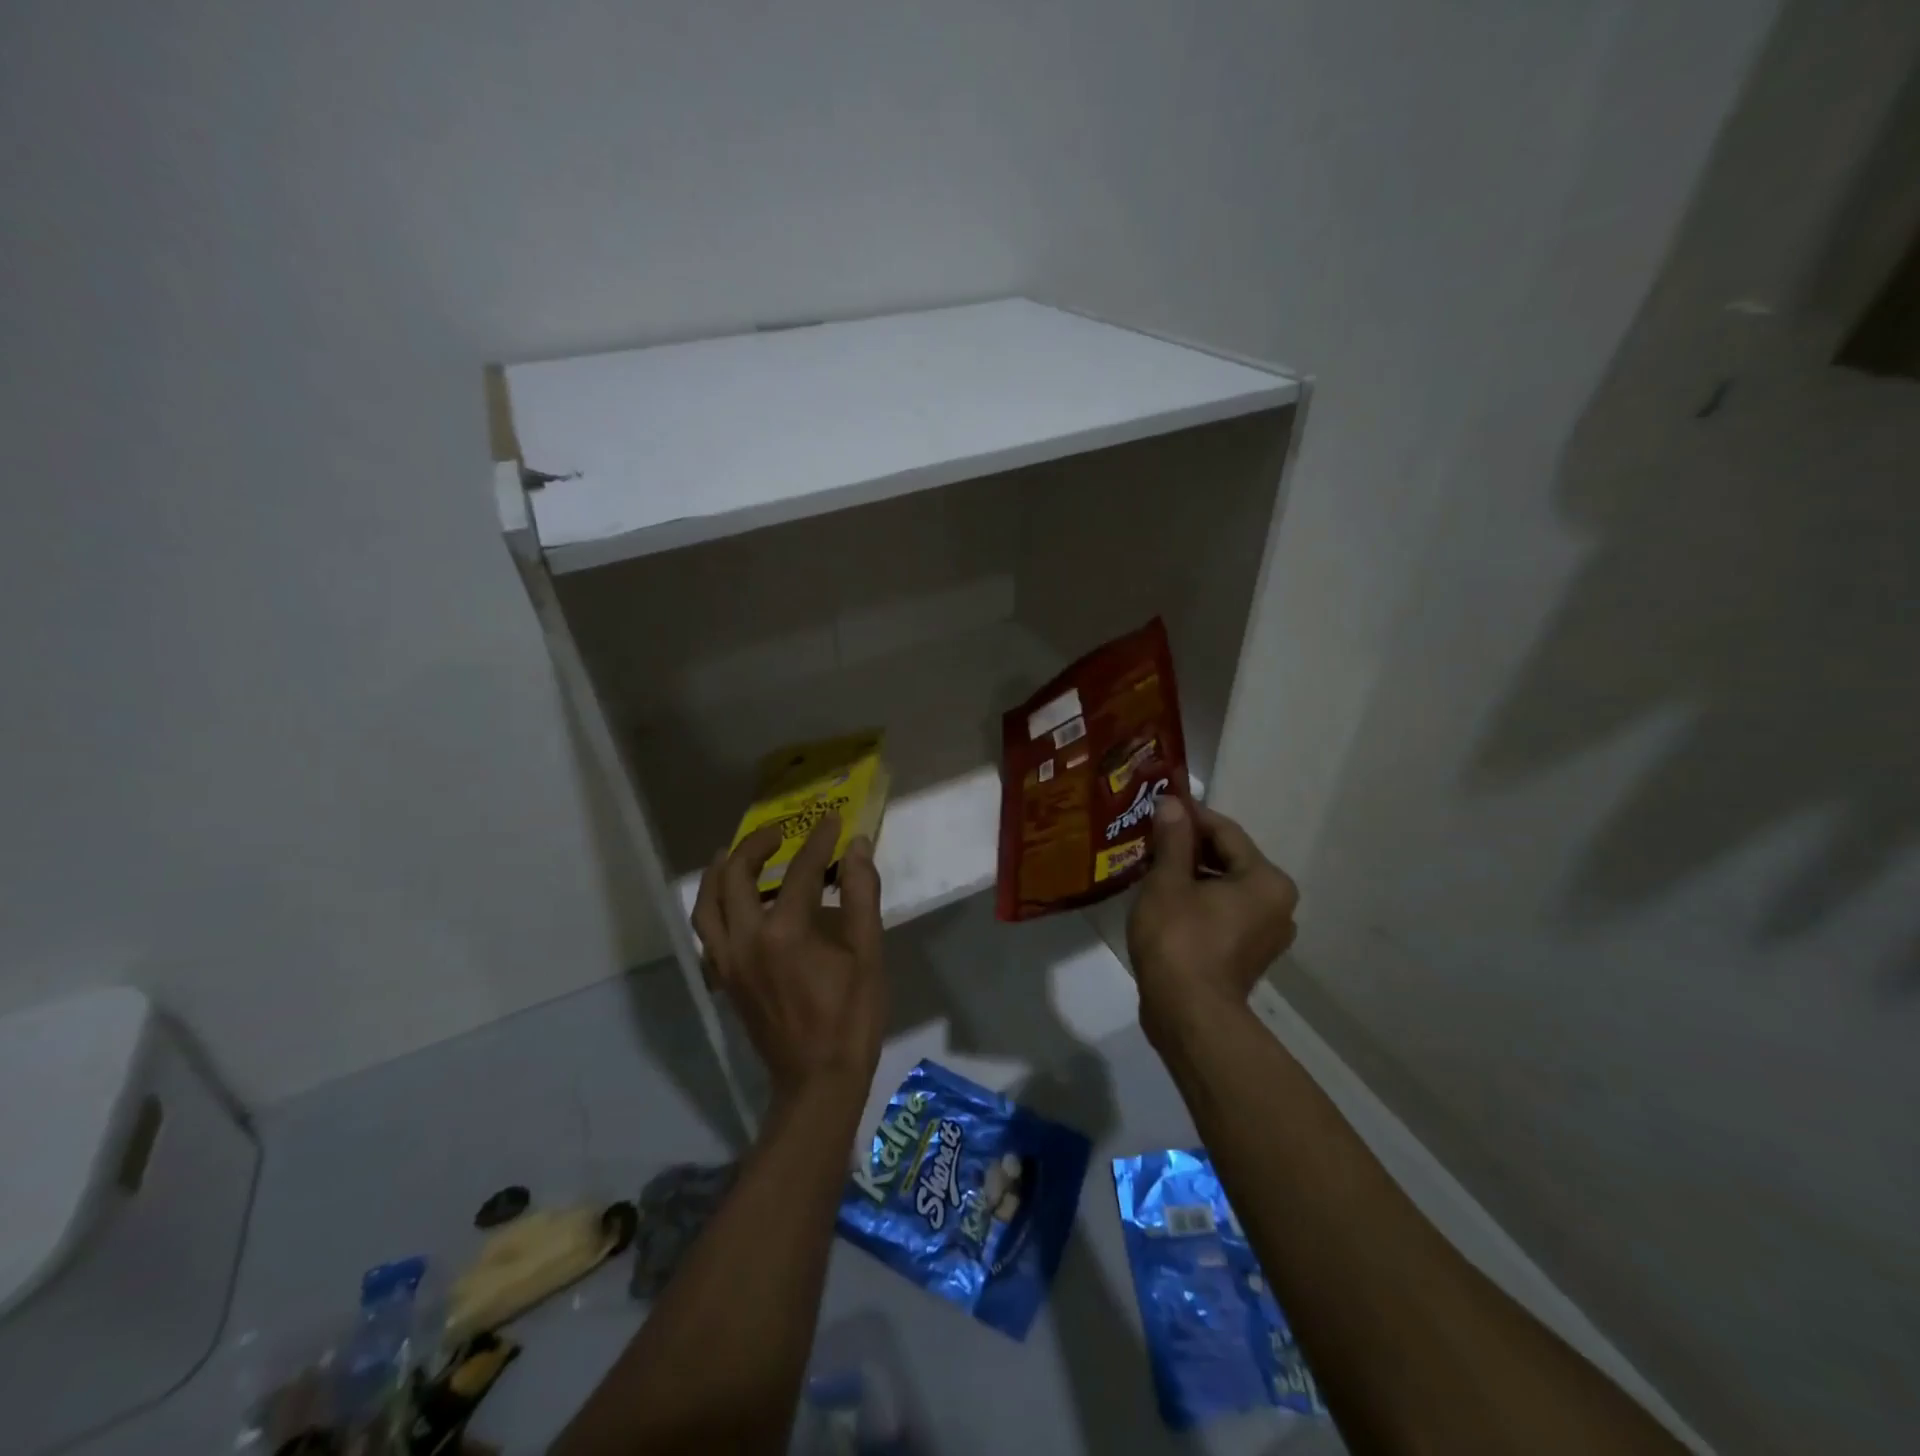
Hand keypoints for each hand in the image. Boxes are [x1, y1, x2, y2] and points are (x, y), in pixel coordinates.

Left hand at [691, 814, 886, 1108]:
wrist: (818, 1080)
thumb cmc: (851, 1016)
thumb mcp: (868, 953)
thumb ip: (861, 895)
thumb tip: (857, 847)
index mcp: (785, 932)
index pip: (800, 870)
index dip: (819, 841)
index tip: (833, 820)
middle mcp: (746, 940)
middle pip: (735, 877)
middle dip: (755, 846)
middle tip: (778, 833)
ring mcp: (728, 962)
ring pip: (706, 905)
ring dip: (720, 873)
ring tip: (736, 855)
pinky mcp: (724, 980)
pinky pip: (707, 933)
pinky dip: (714, 908)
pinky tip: (733, 904)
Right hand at [1128, 797, 1298, 1050]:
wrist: (1188, 1015)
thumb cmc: (1179, 940)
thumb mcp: (1168, 881)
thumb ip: (1173, 839)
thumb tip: (1172, 803)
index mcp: (1266, 879)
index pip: (1225, 831)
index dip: (1189, 815)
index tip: (1158, 805)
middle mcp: (1277, 903)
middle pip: (1229, 859)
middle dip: (1189, 846)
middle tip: (1151, 836)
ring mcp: (1266, 933)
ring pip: (1225, 887)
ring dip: (1192, 874)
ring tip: (1153, 866)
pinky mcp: (1248, 955)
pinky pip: (1224, 912)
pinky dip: (1199, 901)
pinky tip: (1166, 899)